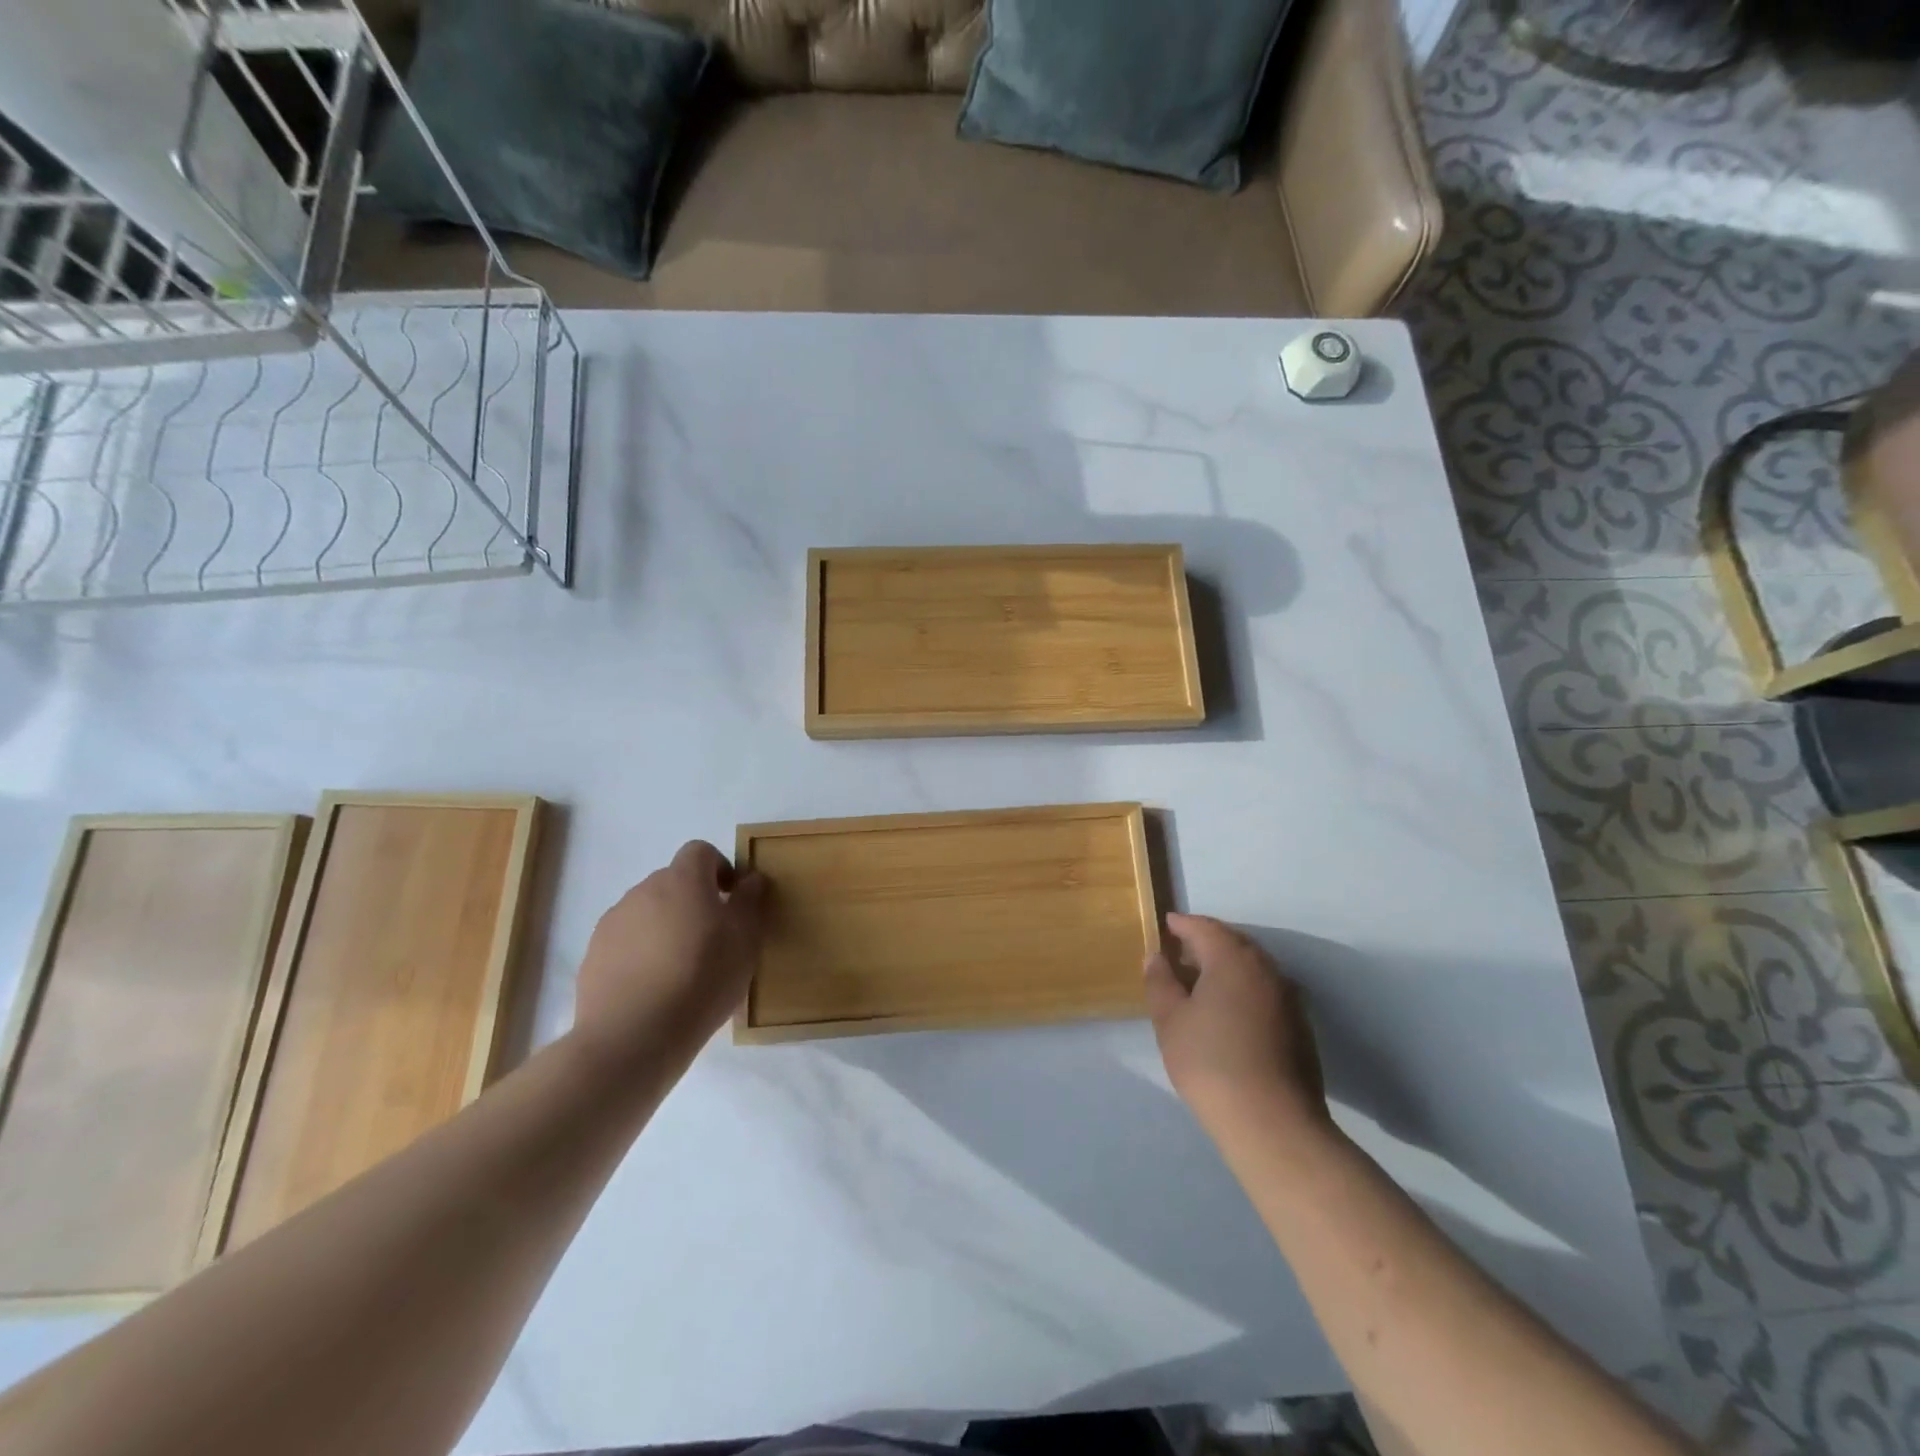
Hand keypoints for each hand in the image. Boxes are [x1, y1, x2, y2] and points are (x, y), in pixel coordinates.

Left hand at [573, 841, 765, 1070]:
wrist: (634, 1035)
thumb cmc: (703, 978)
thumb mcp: (745, 939)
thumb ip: (749, 901)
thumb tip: (751, 878)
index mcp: (683, 880)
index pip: (700, 851)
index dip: (719, 868)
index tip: (731, 899)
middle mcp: (643, 891)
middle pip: (673, 882)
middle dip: (693, 901)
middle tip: (711, 939)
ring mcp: (613, 922)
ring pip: (648, 912)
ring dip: (665, 927)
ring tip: (680, 968)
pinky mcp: (593, 955)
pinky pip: (626, 942)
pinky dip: (641, 953)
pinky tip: (653, 987)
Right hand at [1145, 914, 1331, 1151]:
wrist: (1273, 1123)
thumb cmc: (1211, 1063)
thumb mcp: (1170, 1021)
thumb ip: (1160, 982)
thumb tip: (1157, 957)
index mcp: (1233, 959)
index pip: (1205, 928)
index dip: (1183, 924)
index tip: (1166, 924)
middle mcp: (1266, 969)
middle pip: (1233, 943)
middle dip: (1206, 942)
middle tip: (1180, 952)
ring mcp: (1288, 997)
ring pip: (1252, 967)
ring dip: (1226, 966)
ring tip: (1200, 982)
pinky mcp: (1299, 1026)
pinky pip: (1264, 990)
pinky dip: (1243, 988)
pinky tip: (1228, 1012)